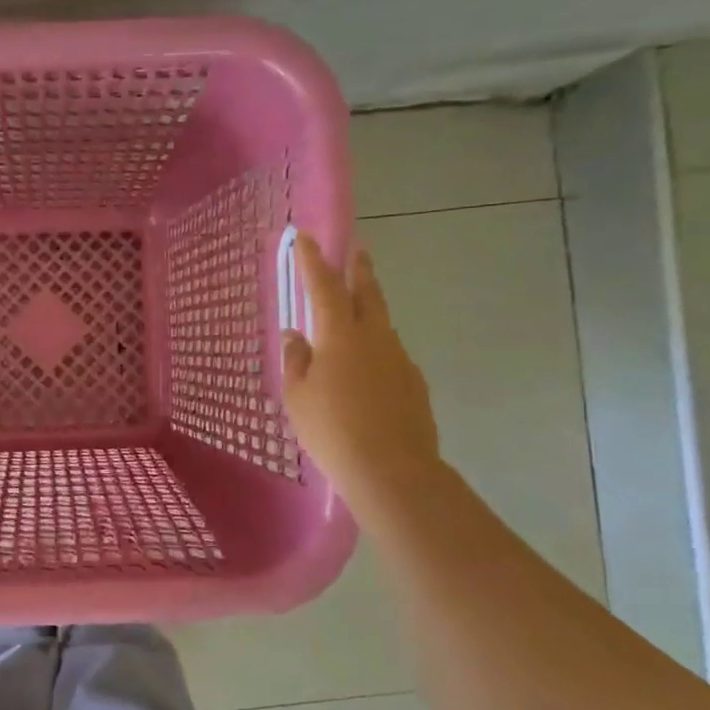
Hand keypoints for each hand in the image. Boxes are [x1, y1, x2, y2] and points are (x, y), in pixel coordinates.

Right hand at [281, 233, 441, 505]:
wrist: (392, 470)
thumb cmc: (332, 430)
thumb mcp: (298, 396)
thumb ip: (296, 361)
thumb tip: (295, 336)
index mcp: (340, 335)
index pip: (324, 287)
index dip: (313, 261)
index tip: (305, 238)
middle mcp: (374, 337)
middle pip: (368, 293)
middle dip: (359, 269)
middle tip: (356, 250)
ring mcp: (399, 358)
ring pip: (382, 322)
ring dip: (370, 308)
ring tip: (357, 310)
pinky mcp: (414, 382)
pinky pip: (390, 353)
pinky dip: (377, 347)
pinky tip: (367, 368)